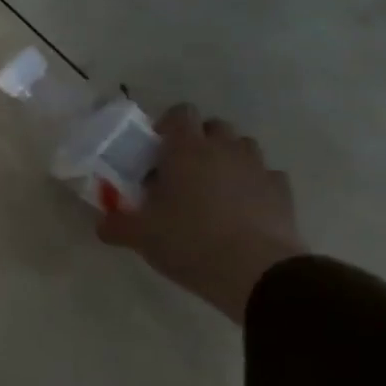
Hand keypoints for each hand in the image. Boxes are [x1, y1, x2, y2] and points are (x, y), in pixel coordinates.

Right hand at [98, 105, 306, 323]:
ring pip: (242, 148)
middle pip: (214, 127)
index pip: (180, 113)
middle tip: (181, 173)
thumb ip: (116, 224)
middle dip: (198, 143)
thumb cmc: (189, 242)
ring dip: (227, 160)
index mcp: (186, 150)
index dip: (167, 126)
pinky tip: (242, 210)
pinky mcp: (283, 192)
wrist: (257, 272)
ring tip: (213, 191)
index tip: (156, 152)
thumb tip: (103, 223)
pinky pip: (266, 176)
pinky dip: (253, 185)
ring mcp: (258, 168)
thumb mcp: (140, 236)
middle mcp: (224, 149)